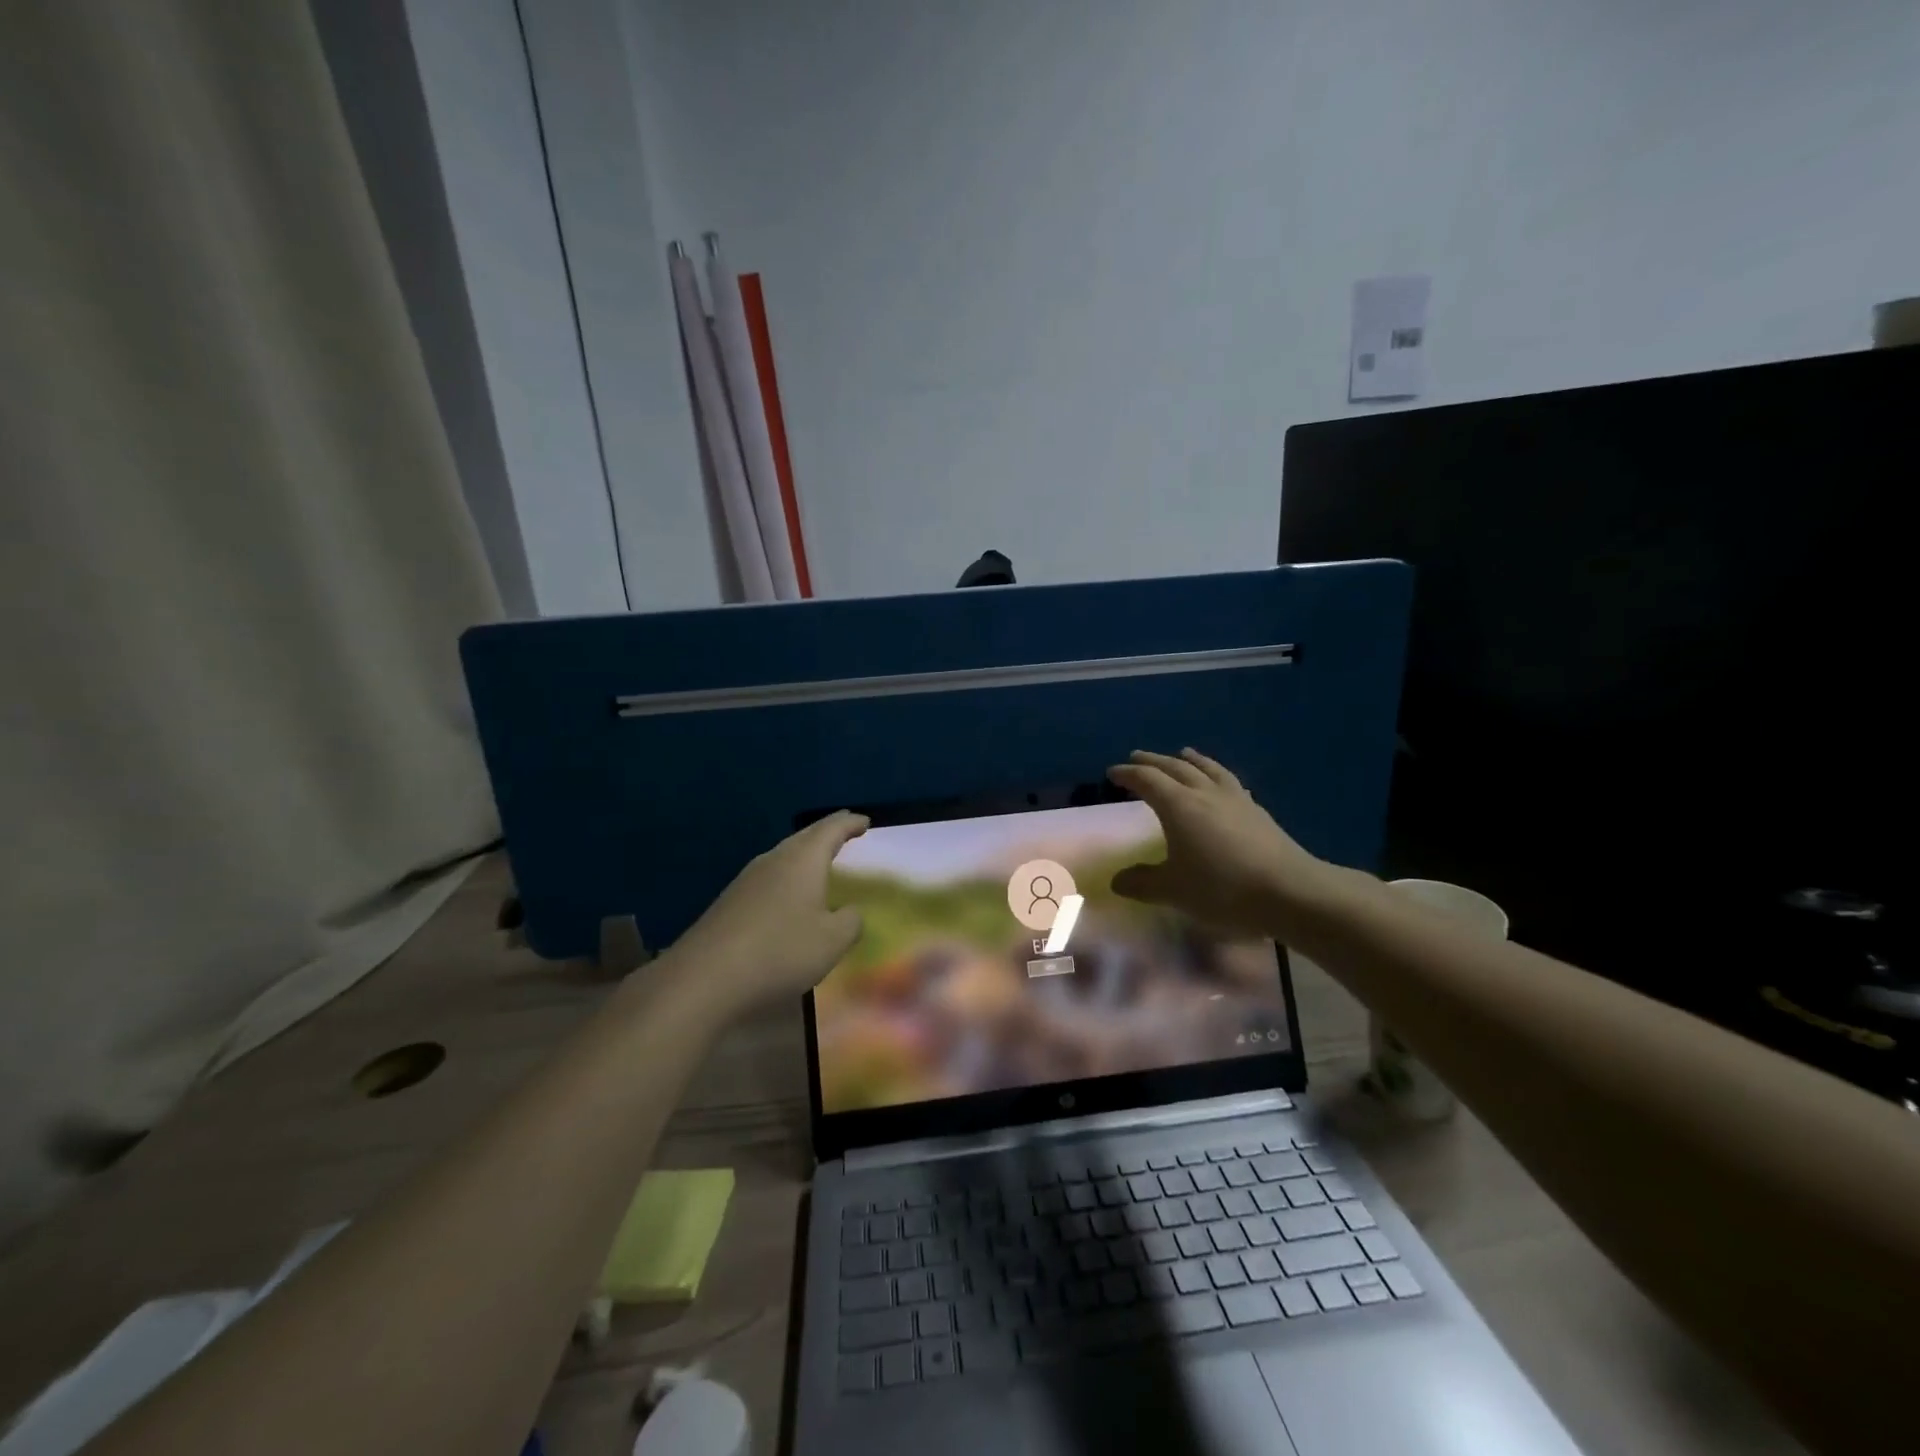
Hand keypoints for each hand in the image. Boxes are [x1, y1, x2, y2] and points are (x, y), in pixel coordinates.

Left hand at [666, 811, 869, 1011]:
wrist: (704, 978)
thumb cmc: (780, 951)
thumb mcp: (832, 941)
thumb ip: (850, 922)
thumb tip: (851, 912)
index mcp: (802, 860)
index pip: (831, 829)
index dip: (850, 824)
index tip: (864, 822)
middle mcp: (773, 860)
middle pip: (804, 837)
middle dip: (827, 833)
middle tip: (846, 832)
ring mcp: (747, 880)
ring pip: (783, 857)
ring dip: (804, 856)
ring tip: (820, 863)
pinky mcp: (730, 903)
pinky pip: (768, 879)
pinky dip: (787, 878)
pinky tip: (788, 898)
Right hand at [1107, 749, 1330, 937]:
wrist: (1289, 891)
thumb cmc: (1222, 888)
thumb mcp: (1173, 891)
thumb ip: (1142, 883)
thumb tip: (1117, 880)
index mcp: (1178, 805)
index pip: (1147, 780)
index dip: (1128, 774)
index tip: (1113, 772)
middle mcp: (1204, 793)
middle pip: (1175, 767)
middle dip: (1153, 761)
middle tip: (1137, 757)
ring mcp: (1235, 799)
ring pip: (1207, 768)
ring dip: (1190, 759)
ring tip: (1183, 753)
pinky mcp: (1257, 811)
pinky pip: (1229, 781)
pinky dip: (1216, 774)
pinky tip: (1221, 783)